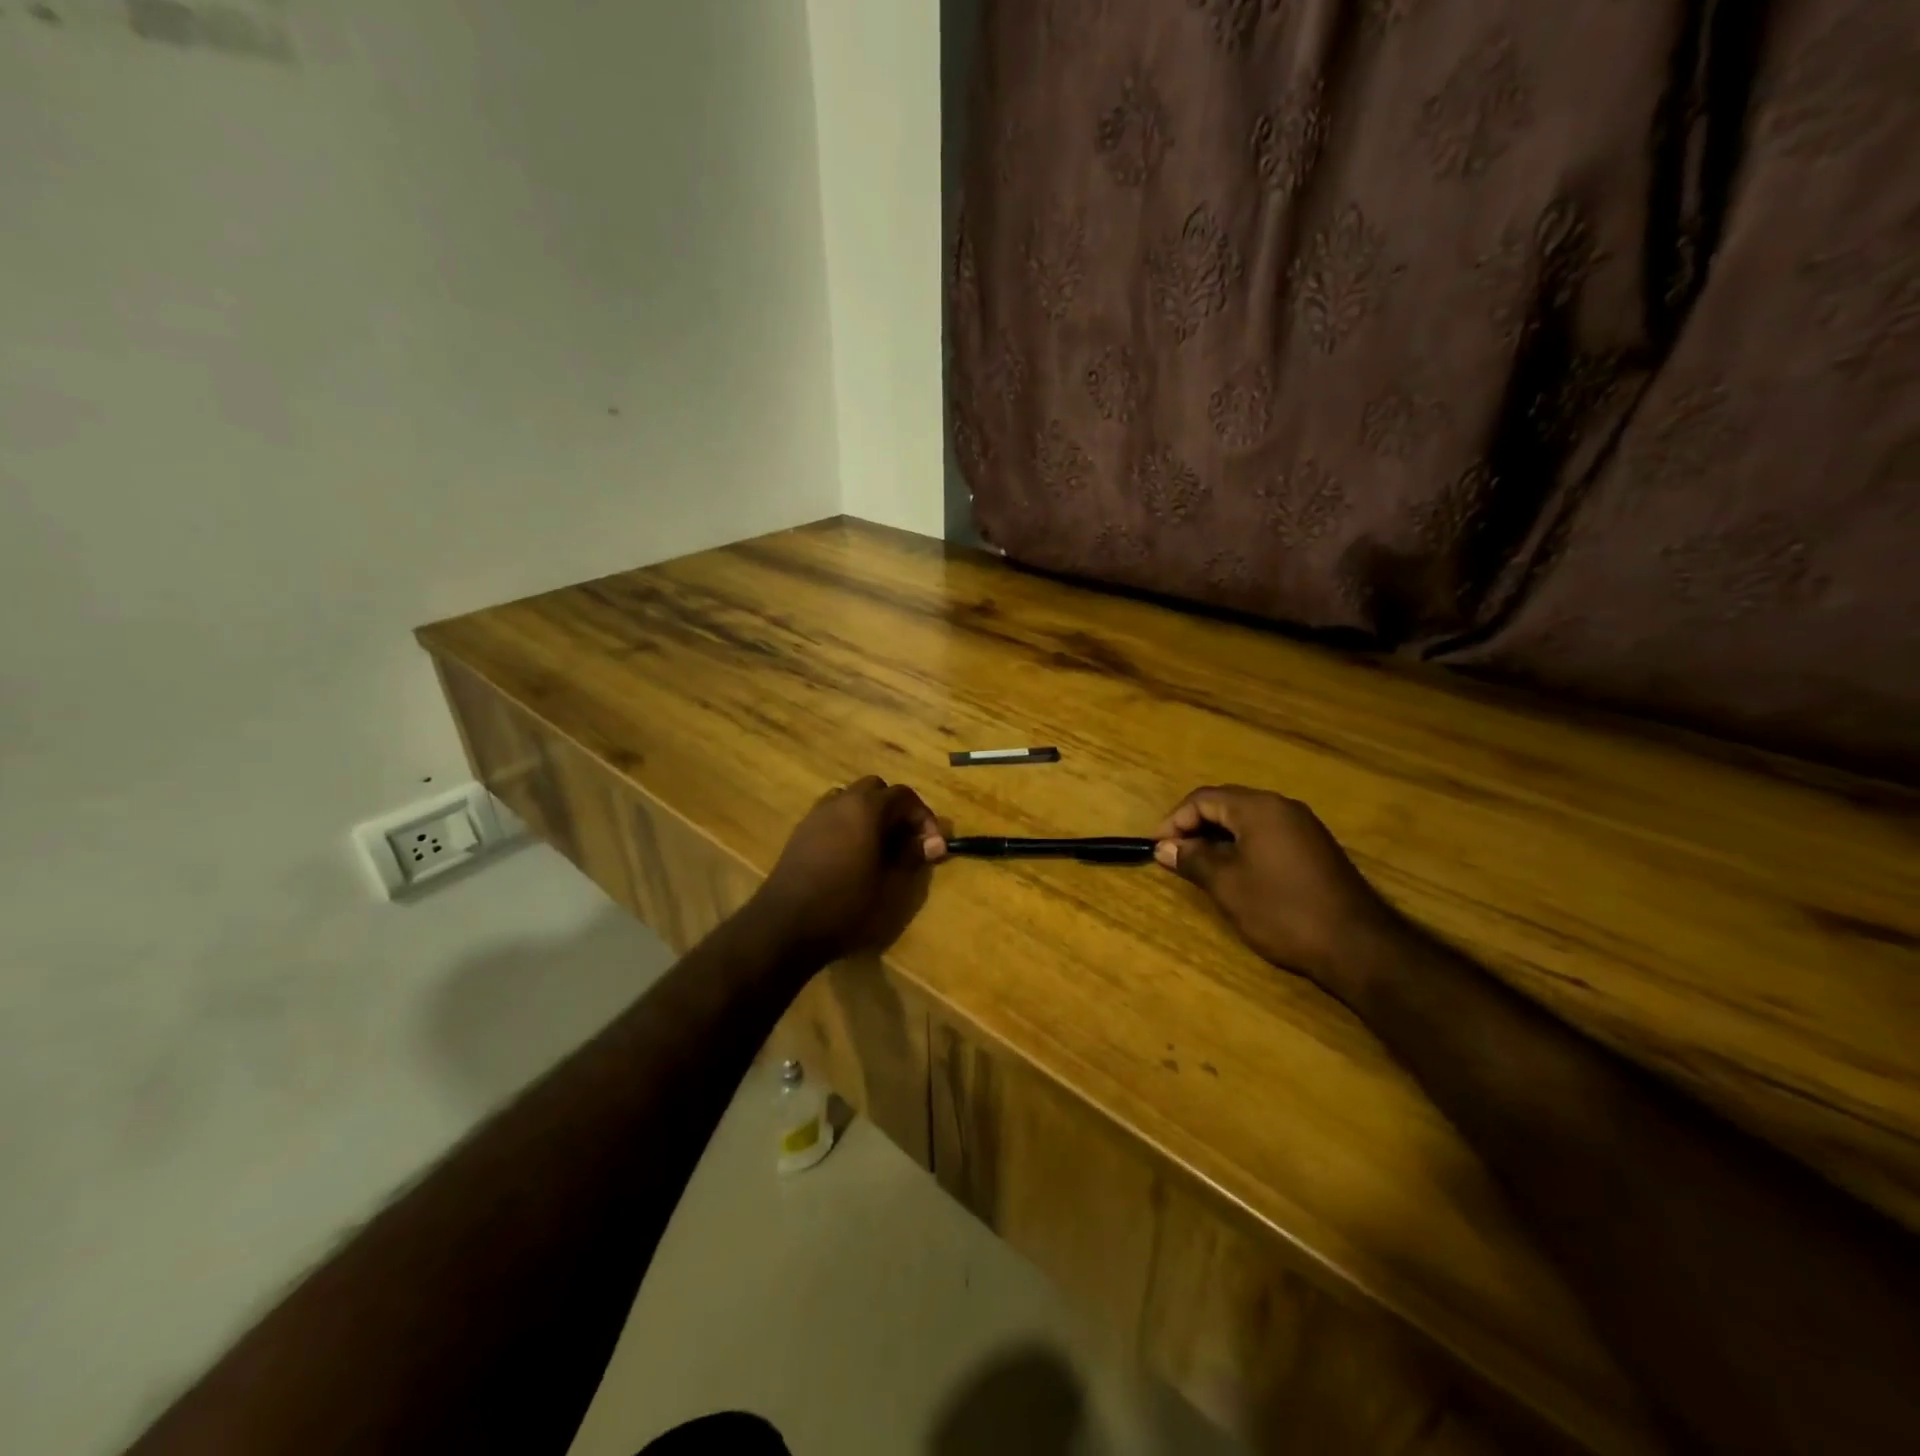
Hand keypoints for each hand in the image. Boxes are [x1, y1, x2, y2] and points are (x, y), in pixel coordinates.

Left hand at [751, 777, 947, 964]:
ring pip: (851, 799)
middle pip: (876, 790)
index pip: (904, 796)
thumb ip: (912, 857)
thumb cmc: (846, 906)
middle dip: (896, 810)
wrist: (786, 926)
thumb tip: (932, 843)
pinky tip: (852, 856)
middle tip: (907, 841)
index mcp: (866, 808)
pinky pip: (832, 815)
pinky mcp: (801, 832)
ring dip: (869, 814)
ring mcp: (816, 815)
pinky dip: (848, 824)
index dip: (924, 818)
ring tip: (880, 846)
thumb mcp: (890, 885)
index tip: (932, 846)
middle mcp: (840, 801)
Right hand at [1153, 785, 1396, 991]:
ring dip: (1218, 838)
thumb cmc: (1282, 911)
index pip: (1204, 799)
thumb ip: (1193, 860)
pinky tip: (1235, 873)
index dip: (1174, 820)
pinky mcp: (1316, 849)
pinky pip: (1268, 835)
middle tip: (1174, 856)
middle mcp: (1283, 807)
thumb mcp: (1227, 886)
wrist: (1357, 947)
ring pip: (1248, 820)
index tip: (1157, 848)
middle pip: (1226, 804)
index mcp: (1259, 808)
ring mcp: (1304, 827)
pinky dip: (1243, 846)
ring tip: (1199, 866)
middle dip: (1195, 827)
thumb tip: (1164, 847)